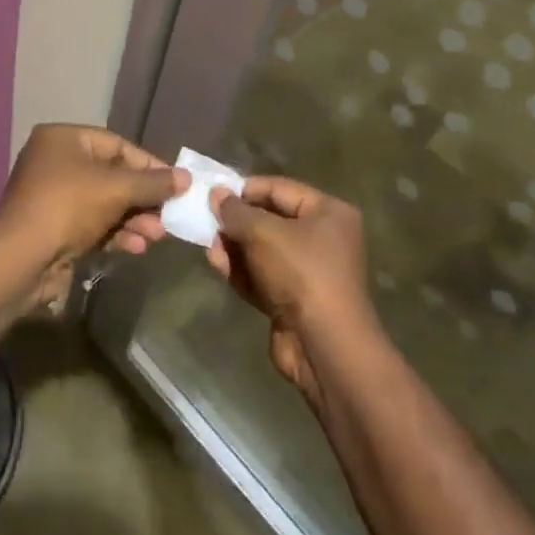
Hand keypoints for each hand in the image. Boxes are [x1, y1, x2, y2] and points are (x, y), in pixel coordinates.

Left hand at [0, 123, 183, 267]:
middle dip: (143, 198)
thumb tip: (186, 178)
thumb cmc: (69, 206)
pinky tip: (136, 248)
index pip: (117, 145)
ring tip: (157, 236)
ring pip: (106, 204)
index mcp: (63, 140)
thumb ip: (153, 183)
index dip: (149, 164)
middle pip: (113, 176)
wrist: (22, 260)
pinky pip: (94, 225)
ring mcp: (54, 198)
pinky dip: (116, 234)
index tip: (176, 182)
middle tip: (170, 215)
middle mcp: (56, 163)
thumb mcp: (117, 188)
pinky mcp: (55, 229)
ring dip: (134, 219)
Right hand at [207, 177, 377, 402]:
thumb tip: (217, 194)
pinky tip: (216, 263)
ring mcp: (308, 272)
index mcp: (329, 213)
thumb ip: (237, 212)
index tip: (213, 192)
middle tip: (205, 219)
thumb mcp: (264, 233)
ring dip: (234, 247)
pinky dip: (241, 270)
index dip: (246, 189)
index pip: (281, 189)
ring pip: (263, 250)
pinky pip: (262, 276)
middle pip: (271, 220)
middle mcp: (323, 238)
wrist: (324, 346)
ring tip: (207, 244)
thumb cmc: (301, 273)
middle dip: (237, 221)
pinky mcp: (293, 300)